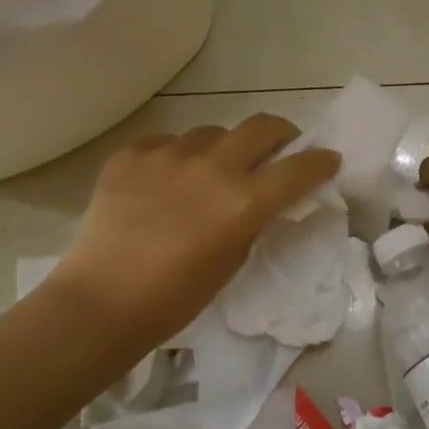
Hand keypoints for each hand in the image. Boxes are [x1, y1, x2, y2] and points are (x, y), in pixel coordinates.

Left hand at [50, 115, 339, 348]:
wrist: (101, 302)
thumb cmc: (175, 298)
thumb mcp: (232, 260)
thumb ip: (252, 219)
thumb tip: (259, 196)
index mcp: (243, 201)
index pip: (298, 168)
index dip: (320, 161)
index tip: (327, 159)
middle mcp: (211, 167)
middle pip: (260, 126)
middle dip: (279, 133)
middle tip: (277, 147)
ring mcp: (168, 155)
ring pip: (210, 132)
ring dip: (221, 148)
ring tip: (208, 171)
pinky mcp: (131, 154)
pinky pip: (165, 142)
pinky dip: (174, 157)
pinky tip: (163, 181)